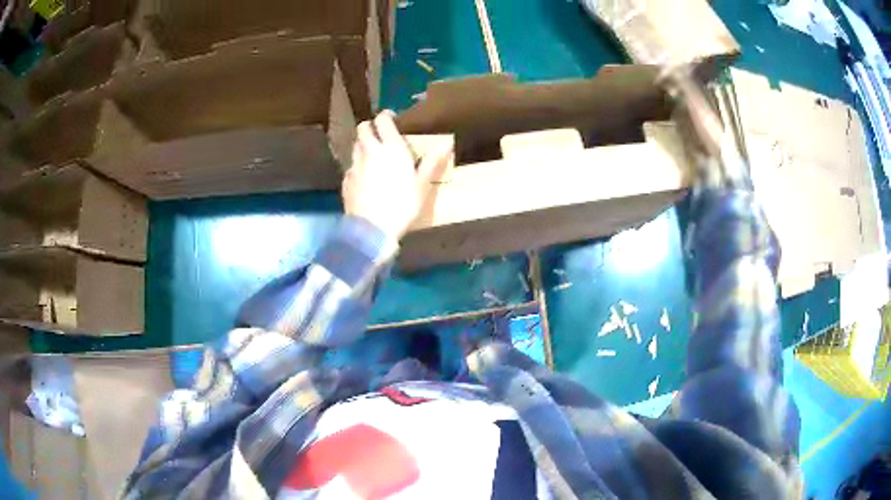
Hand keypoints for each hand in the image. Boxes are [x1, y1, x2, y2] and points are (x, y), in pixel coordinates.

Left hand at [343, 111, 452, 239]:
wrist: (373, 229)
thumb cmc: (402, 205)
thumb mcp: (422, 185)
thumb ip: (431, 162)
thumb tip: (447, 144)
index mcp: (391, 148)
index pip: (382, 120)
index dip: (386, 117)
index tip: (391, 119)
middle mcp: (370, 151)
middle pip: (362, 129)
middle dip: (369, 128)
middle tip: (378, 135)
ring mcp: (355, 166)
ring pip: (355, 147)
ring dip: (362, 146)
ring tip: (372, 156)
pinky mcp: (346, 181)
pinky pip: (350, 167)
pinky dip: (356, 167)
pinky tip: (363, 178)